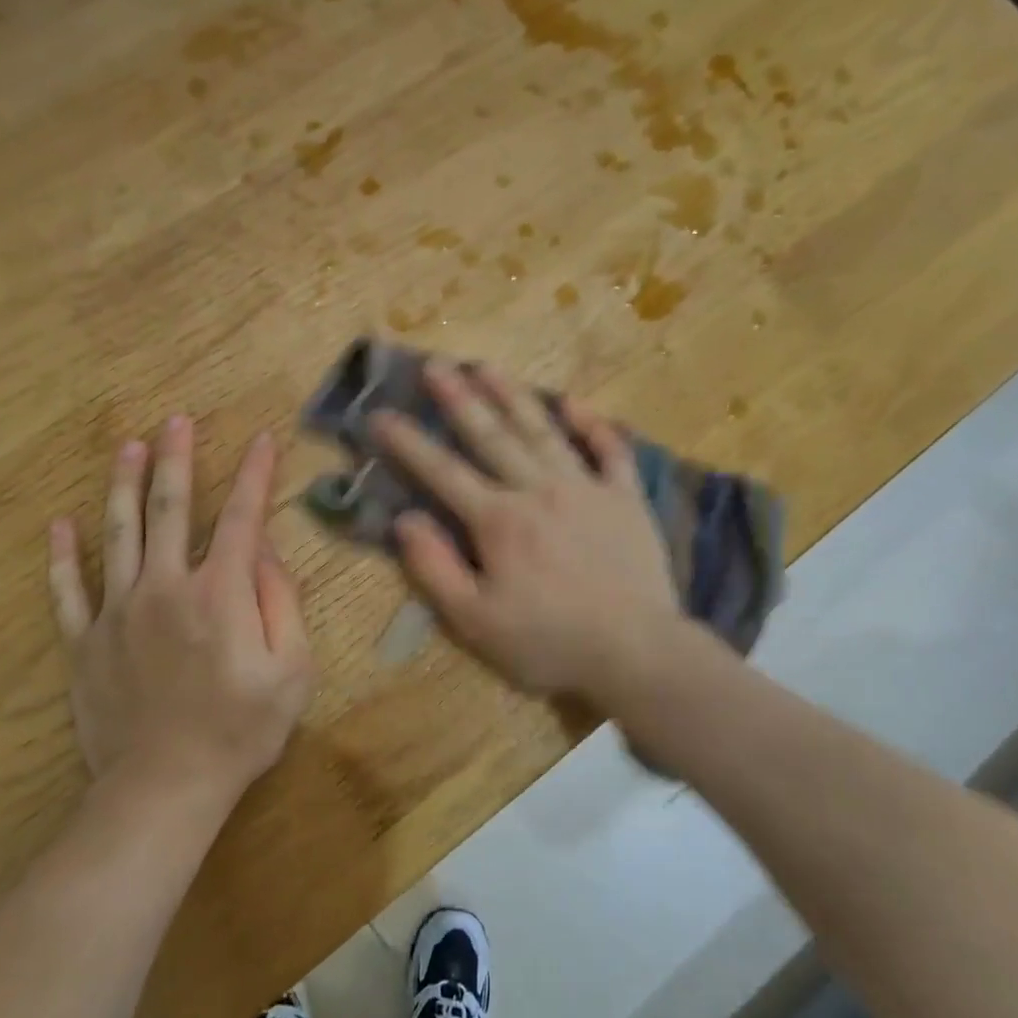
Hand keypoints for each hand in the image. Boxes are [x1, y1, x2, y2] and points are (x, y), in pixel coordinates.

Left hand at [48, 417, 313, 807]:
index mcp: (219, 591)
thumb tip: (263, 550)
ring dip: (123, 486)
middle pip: (169, 509)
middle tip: (175, 420)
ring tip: (127, 447)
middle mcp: (165, 586)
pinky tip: (59, 525)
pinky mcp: (85, 642)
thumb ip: (281, 601)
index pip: (240, 516)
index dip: (253, 474)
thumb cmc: (241, 729)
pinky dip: (62, 556)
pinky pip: (68, 591)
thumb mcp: (291, 668)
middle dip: (176, 460)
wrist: (166, 787)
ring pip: (117, 534)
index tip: (260, 439)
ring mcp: (118, 612)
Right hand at [370, 362, 682, 700]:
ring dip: (512, 396)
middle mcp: (538, 490)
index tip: (380, 414)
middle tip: (435, 365)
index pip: (442, 472)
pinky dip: (592, 424)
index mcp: (498, 520)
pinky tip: (573, 402)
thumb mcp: (475, 621)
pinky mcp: (625, 498)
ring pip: (542, 431)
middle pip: (491, 436)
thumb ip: (435, 568)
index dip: (408, 443)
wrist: (637, 652)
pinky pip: (609, 450)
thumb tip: (405, 520)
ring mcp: (586, 488)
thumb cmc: (549, 642)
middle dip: (458, 399)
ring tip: (487, 366)